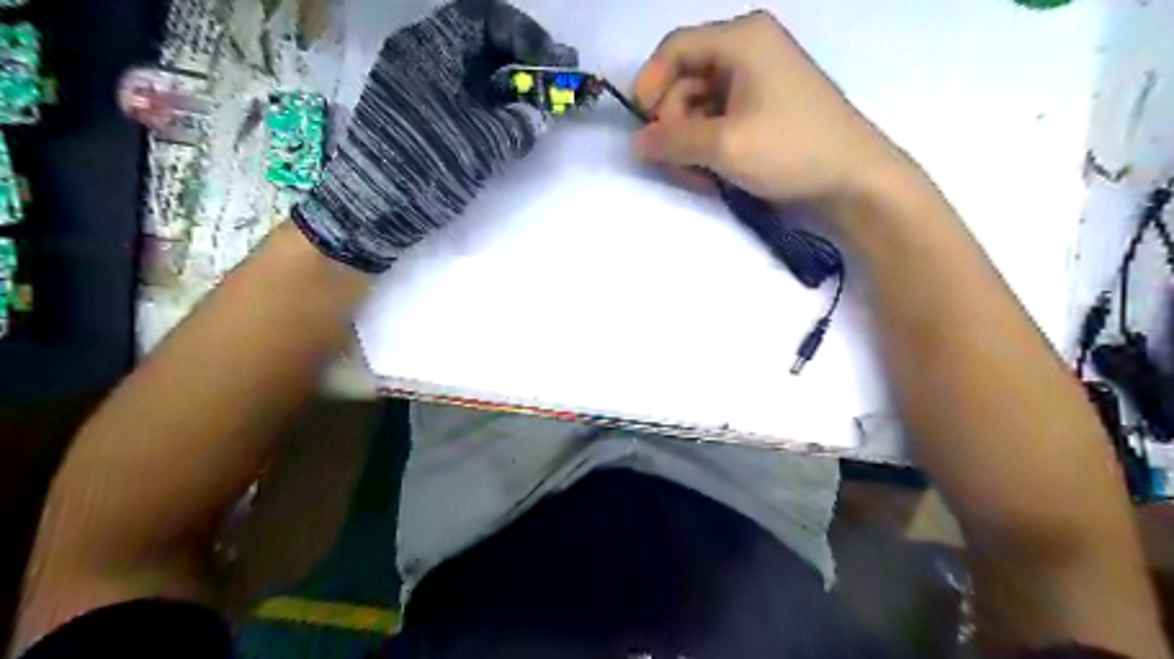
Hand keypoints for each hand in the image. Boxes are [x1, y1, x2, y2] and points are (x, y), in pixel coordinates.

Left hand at [288, 1, 572, 272]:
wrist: (372, 210)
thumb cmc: (426, 167)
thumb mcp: (481, 145)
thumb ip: (519, 125)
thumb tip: (539, 116)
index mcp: (430, 49)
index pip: (487, 19)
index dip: (528, 36)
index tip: (556, 63)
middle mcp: (420, 55)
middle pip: (480, 40)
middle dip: (521, 59)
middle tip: (551, 82)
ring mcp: (415, 83)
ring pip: (471, 67)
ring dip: (507, 82)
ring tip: (536, 104)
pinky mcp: (417, 110)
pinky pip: (461, 91)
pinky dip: (490, 101)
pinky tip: (509, 120)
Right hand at [634, 11, 926, 215]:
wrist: (853, 179)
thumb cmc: (790, 150)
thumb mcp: (724, 146)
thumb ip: (673, 141)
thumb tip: (636, 143)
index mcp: (741, 39)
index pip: (674, 49)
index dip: (649, 85)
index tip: (641, 127)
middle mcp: (749, 49)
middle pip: (686, 78)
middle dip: (673, 122)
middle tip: (675, 162)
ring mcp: (759, 79)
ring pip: (701, 103)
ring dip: (690, 139)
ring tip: (700, 174)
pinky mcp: (765, 107)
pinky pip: (721, 118)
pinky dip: (710, 144)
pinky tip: (715, 171)